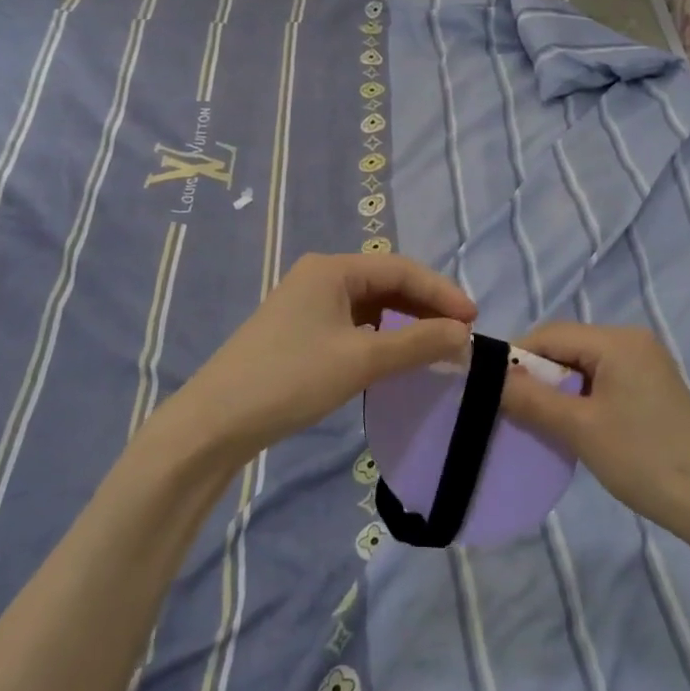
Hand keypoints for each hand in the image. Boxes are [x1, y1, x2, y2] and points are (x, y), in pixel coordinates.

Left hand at [162, 252, 474, 463]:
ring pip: (371, 305)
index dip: (441, 292)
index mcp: (332, 269)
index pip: (401, 269)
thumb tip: (463, 334)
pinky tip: (396, 355)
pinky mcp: (301, 332)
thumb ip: (417, 343)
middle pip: (387, 282)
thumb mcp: (361, 359)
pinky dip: (381, 336)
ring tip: (436, 343)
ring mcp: (308, 304)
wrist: (216, 421)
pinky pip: (354, 323)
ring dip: (405, 321)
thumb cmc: (291, 378)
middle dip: (425, 305)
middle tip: (460, 332)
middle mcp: (320, 277)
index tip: (474, 319)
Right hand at [500, 323, 689, 544]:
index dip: (516, 358)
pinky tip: (574, 426)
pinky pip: (604, 380)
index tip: (492, 390)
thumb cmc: (644, 459)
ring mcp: (647, 364)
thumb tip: (490, 376)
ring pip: (584, 365)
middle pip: (567, 346)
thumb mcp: (579, 428)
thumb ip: (531, 398)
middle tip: (514, 411)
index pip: (549, 334)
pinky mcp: (653, 388)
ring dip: (558, 389)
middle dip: (538, 375)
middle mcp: (632, 341)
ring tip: (541, 422)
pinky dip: (581, 398)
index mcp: (617, 340)